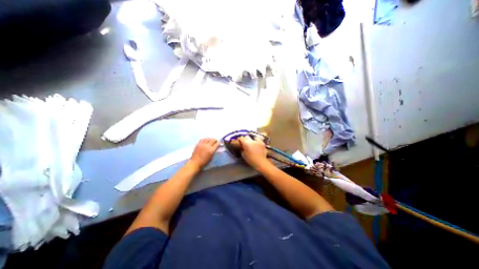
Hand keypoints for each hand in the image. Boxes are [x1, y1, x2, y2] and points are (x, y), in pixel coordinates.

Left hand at [191, 137, 219, 168]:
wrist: (195, 162)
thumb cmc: (204, 162)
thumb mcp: (211, 157)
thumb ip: (214, 151)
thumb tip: (216, 147)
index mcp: (211, 150)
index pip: (217, 144)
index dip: (219, 143)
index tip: (220, 143)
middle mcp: (207, 146)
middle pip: (213, 140)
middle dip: (215, 140)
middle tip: (215, 142)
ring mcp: (202, 144)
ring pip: (208, 138)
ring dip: (211, 139)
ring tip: (211, 141)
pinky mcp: (198, 144)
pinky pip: (203, 139)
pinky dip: (206, 139)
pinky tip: (206, 140)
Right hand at [236, 137, 267, 167]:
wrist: (260, 162)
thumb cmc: (251, 160)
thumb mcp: (243, 155)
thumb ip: (242, 149)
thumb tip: (242, 147)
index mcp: (245, 144)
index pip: (241, 138)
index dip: (239, 139)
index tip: (239, 141)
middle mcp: (251, 141)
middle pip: (246, 136)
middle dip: (245, 139)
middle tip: (245, 142)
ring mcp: (257, 141)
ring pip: (253, 137)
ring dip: (252, 140)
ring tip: (252, 143)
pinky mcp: (262, 142)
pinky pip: (259, 139)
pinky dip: (257, 141)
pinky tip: (257, 143)